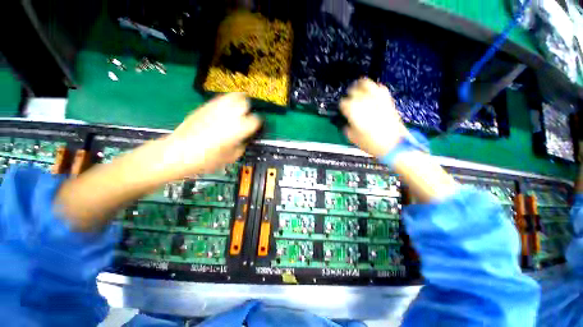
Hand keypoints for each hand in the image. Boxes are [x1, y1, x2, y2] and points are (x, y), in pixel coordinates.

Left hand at [159, 93, 260, 179]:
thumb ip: (242, 145)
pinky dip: (225, 103)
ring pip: (232, 96)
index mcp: (238, 129)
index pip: (255, 120)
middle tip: (247, 114)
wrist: (178, 153)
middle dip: (248, 107)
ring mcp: (215, 109)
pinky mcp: (204, 107)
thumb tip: (244, 139)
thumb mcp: (231, 157)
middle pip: (244, 102)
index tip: (256, 126)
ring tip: (237, 109)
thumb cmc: (207, 159)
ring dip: (238, 101)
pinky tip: (223, 112)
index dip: (257, 123)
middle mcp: (228, 115)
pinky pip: (219, 99)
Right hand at [340, 78, 407, 156]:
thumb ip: (346, 127)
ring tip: (358, 91)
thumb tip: (345, 122)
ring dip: (360, 87)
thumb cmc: (371, 143)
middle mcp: (365, 101)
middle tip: (348, 101)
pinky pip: (379, 88)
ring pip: (366, 83)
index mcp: (354, 110)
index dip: (341, 107)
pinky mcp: (387, 100)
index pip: (343, 102)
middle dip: (349, 95)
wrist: (393, 145)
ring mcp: (377, 99)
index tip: (342, 111)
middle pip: (353, 90)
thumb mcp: (352, 137)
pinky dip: (373, 89)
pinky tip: (371, 94)